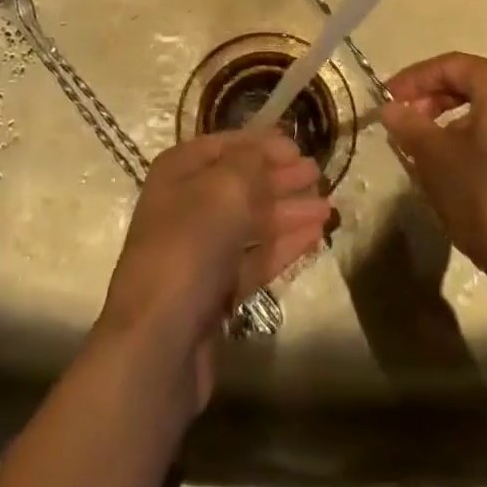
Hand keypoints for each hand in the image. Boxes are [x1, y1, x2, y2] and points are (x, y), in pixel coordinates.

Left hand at [96, 131, 331, 410]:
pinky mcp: (214, 291)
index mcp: (179, 172)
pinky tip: (314, 238)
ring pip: (250, 223)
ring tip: (328, 208)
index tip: (299, 147)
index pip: (226, 146)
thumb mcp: (225, 188)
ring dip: (288, 212)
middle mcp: (185, 206)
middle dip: (279, 178)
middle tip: (319, 174)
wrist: (158, 341)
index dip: (262, 145)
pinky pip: (254, 259)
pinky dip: (282, 246)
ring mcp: (199, 251)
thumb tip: (265, 149)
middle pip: (240, 184)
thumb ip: (250, 162)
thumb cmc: (190, 246)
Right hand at [381, 53, 486, 318]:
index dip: (413, 80)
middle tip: (405, 122)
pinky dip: (478, 141)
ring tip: (426, 149)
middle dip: (433, 100)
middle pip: (474, 85)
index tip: (386, 100)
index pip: (451, 66)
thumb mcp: (435, 159)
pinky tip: (458, 170)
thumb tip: (390, 108)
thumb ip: (409, 125)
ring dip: (453, 123)